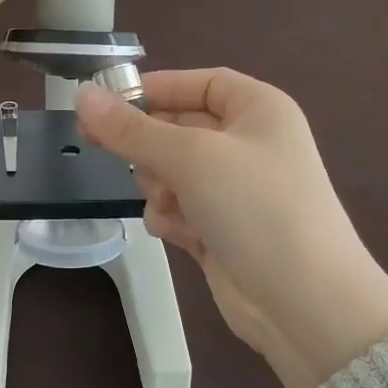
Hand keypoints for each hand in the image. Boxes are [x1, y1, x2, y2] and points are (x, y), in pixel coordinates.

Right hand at [77, 69, 387, 387]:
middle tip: (101, 148)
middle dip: (150, 145)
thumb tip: (82, 95)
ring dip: (159, 185)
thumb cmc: (255, 208)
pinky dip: (173, 218)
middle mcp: (248, 143)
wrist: (305, 303)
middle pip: (178, 127)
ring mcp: (235, 189)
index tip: (106, 103)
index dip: (155, 89)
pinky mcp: (222, 229)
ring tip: (169, 201)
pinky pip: (179, 208)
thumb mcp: (191, 157)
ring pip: (171, 171)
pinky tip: (182, 234)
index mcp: (258, 109)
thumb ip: (131, 129)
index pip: (198, 83)